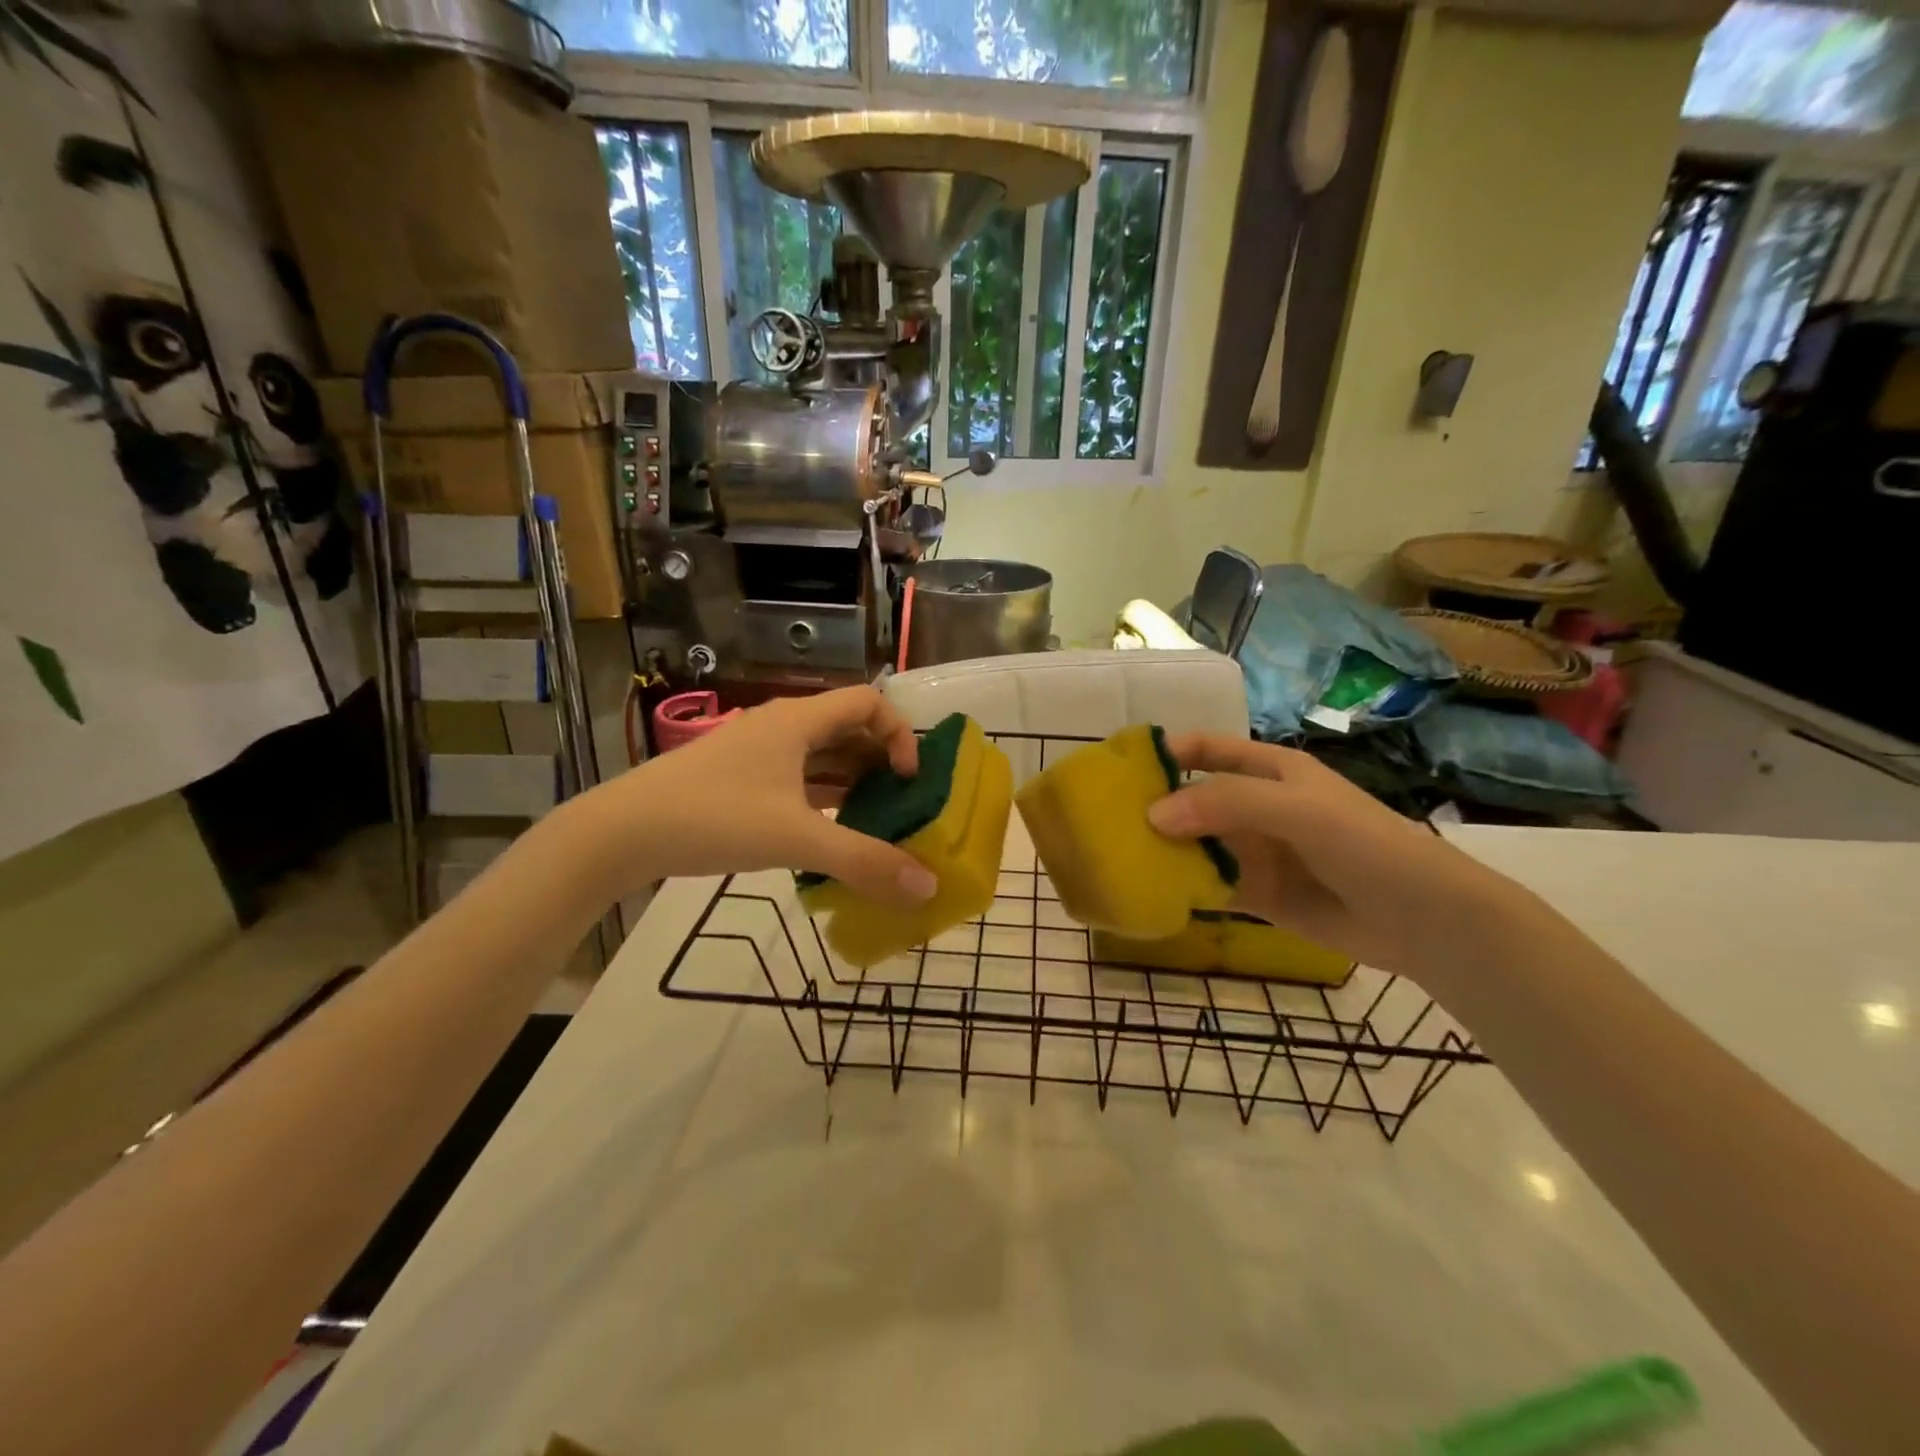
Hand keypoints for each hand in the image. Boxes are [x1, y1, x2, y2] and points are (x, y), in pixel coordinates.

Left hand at [574, 687, 940, 905]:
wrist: (621, 832)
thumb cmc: (715, 817)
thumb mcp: (796, 839)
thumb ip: (865, 861)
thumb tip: (928, 887)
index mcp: (799, 721)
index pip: (869, 702)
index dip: (899, 733)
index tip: (908, 778)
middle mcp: (781, 726)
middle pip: (847, 728)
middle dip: (880, 761)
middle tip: (902, 804)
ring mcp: (756, 752)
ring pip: (820, 755)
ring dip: (852, 780)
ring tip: (876, 821)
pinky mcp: (738, 778)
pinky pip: (796, 777)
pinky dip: (822, 796)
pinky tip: (829, 832)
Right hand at [1148, 735, 1535, 975]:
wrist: (1423, 918)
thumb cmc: (1363, 843)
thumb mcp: (1297, 808)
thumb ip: (1226, 803)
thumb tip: (1153, 814)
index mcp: (1269, 770)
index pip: (1206, 749)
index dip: (1166, 752)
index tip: (1119, 765)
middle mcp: (1256, 807)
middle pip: (1193, 799)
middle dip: (1154, 806)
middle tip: (1105, 821)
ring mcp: (1256, 852)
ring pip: (1197, 844)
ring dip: (1163, 850)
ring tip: (1117, 858)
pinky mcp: (1258, 895)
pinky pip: (1210, 886)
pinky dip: (1182, 888)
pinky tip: (1150, 894)